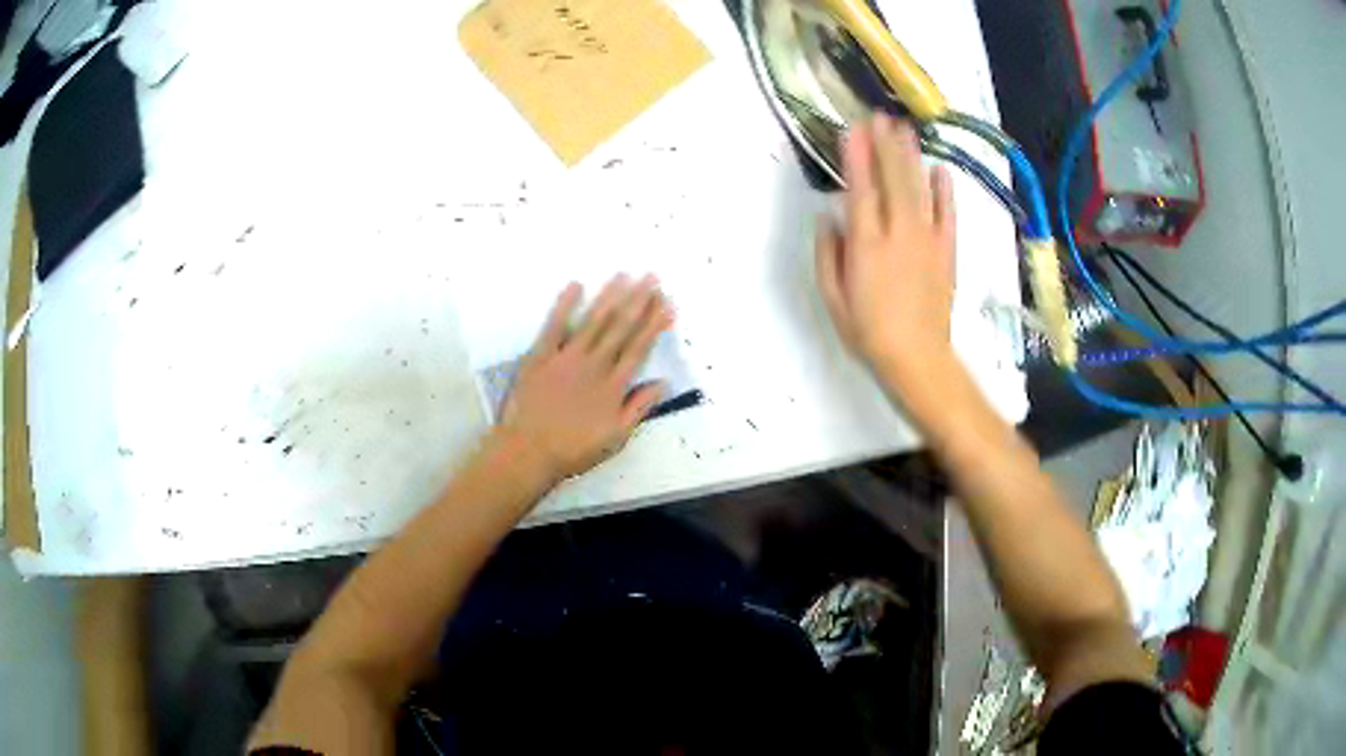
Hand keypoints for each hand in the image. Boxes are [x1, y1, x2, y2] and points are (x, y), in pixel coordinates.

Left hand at [498, 275, 671, 483]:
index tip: (667, 303)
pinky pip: (554, 326)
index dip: (654, 324)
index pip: (638, 347)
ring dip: (610, 297)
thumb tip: (663, 382)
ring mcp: (566, 358)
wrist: (529, 451)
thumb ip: (639, 408)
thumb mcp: (616, 437)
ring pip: (593, 321)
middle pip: (620, 328)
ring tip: (624, 275)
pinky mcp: (540, 356)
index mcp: (613, 385)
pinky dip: (564, 305)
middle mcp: (594, 365)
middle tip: (652, 277)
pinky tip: (576, 285)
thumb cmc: (573, 449)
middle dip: (638, 301)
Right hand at [815, 115, 957, 390]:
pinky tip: (940, 169)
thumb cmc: (868, 332)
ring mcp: (927, 240)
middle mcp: (898, 233)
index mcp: (866, 244)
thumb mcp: (833, 298)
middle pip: (892, 180)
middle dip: (886, 145)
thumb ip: (828, 254)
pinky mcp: (947, 251)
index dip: (857, 156)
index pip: (861, 189)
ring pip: (919, 189)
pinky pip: (947, 215)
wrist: (918, 358)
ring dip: (912, 157)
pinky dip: (945, 191)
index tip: (854, 129)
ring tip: (905, 129)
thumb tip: (829, 218)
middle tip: (880, 116)